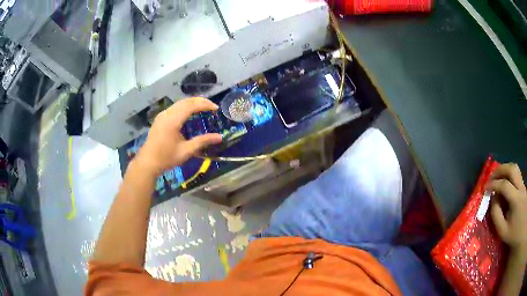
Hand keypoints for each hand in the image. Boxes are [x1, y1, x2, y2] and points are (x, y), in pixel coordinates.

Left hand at [135, 97, 222, 174]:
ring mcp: (162, 115)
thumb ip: (203, 141)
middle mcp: (167, 114)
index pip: (191, 106)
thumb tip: (220, 137)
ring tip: (204, 108)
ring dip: (192, 103)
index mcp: (173, 120)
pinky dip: (185, 107)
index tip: (216, 108)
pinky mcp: (160, 118)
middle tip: (212, 106)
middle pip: (185, 101)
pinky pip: (174, 107)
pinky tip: (190, 113)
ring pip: (179, 103)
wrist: (147, 163)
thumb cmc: (166, 158)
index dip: (205, 105)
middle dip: (200, 101)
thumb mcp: (186, 151)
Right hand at [487, 163, 526, 258]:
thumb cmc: (514, 234)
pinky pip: (516, 175)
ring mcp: (523, 185)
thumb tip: (493, 199)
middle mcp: (521, 187)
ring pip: (515, 168)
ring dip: (505, 169)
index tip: (485, 188)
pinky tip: (505, 183)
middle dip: (500, 169)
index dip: (494, 184)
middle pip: (512, 169)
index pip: (504, 185)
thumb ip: (496, 216)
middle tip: (491, 177)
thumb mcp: (503, 232)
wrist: (521, 230)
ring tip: (497, 177)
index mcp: (516, 200)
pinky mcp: (523, 187)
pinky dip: (509, 174)